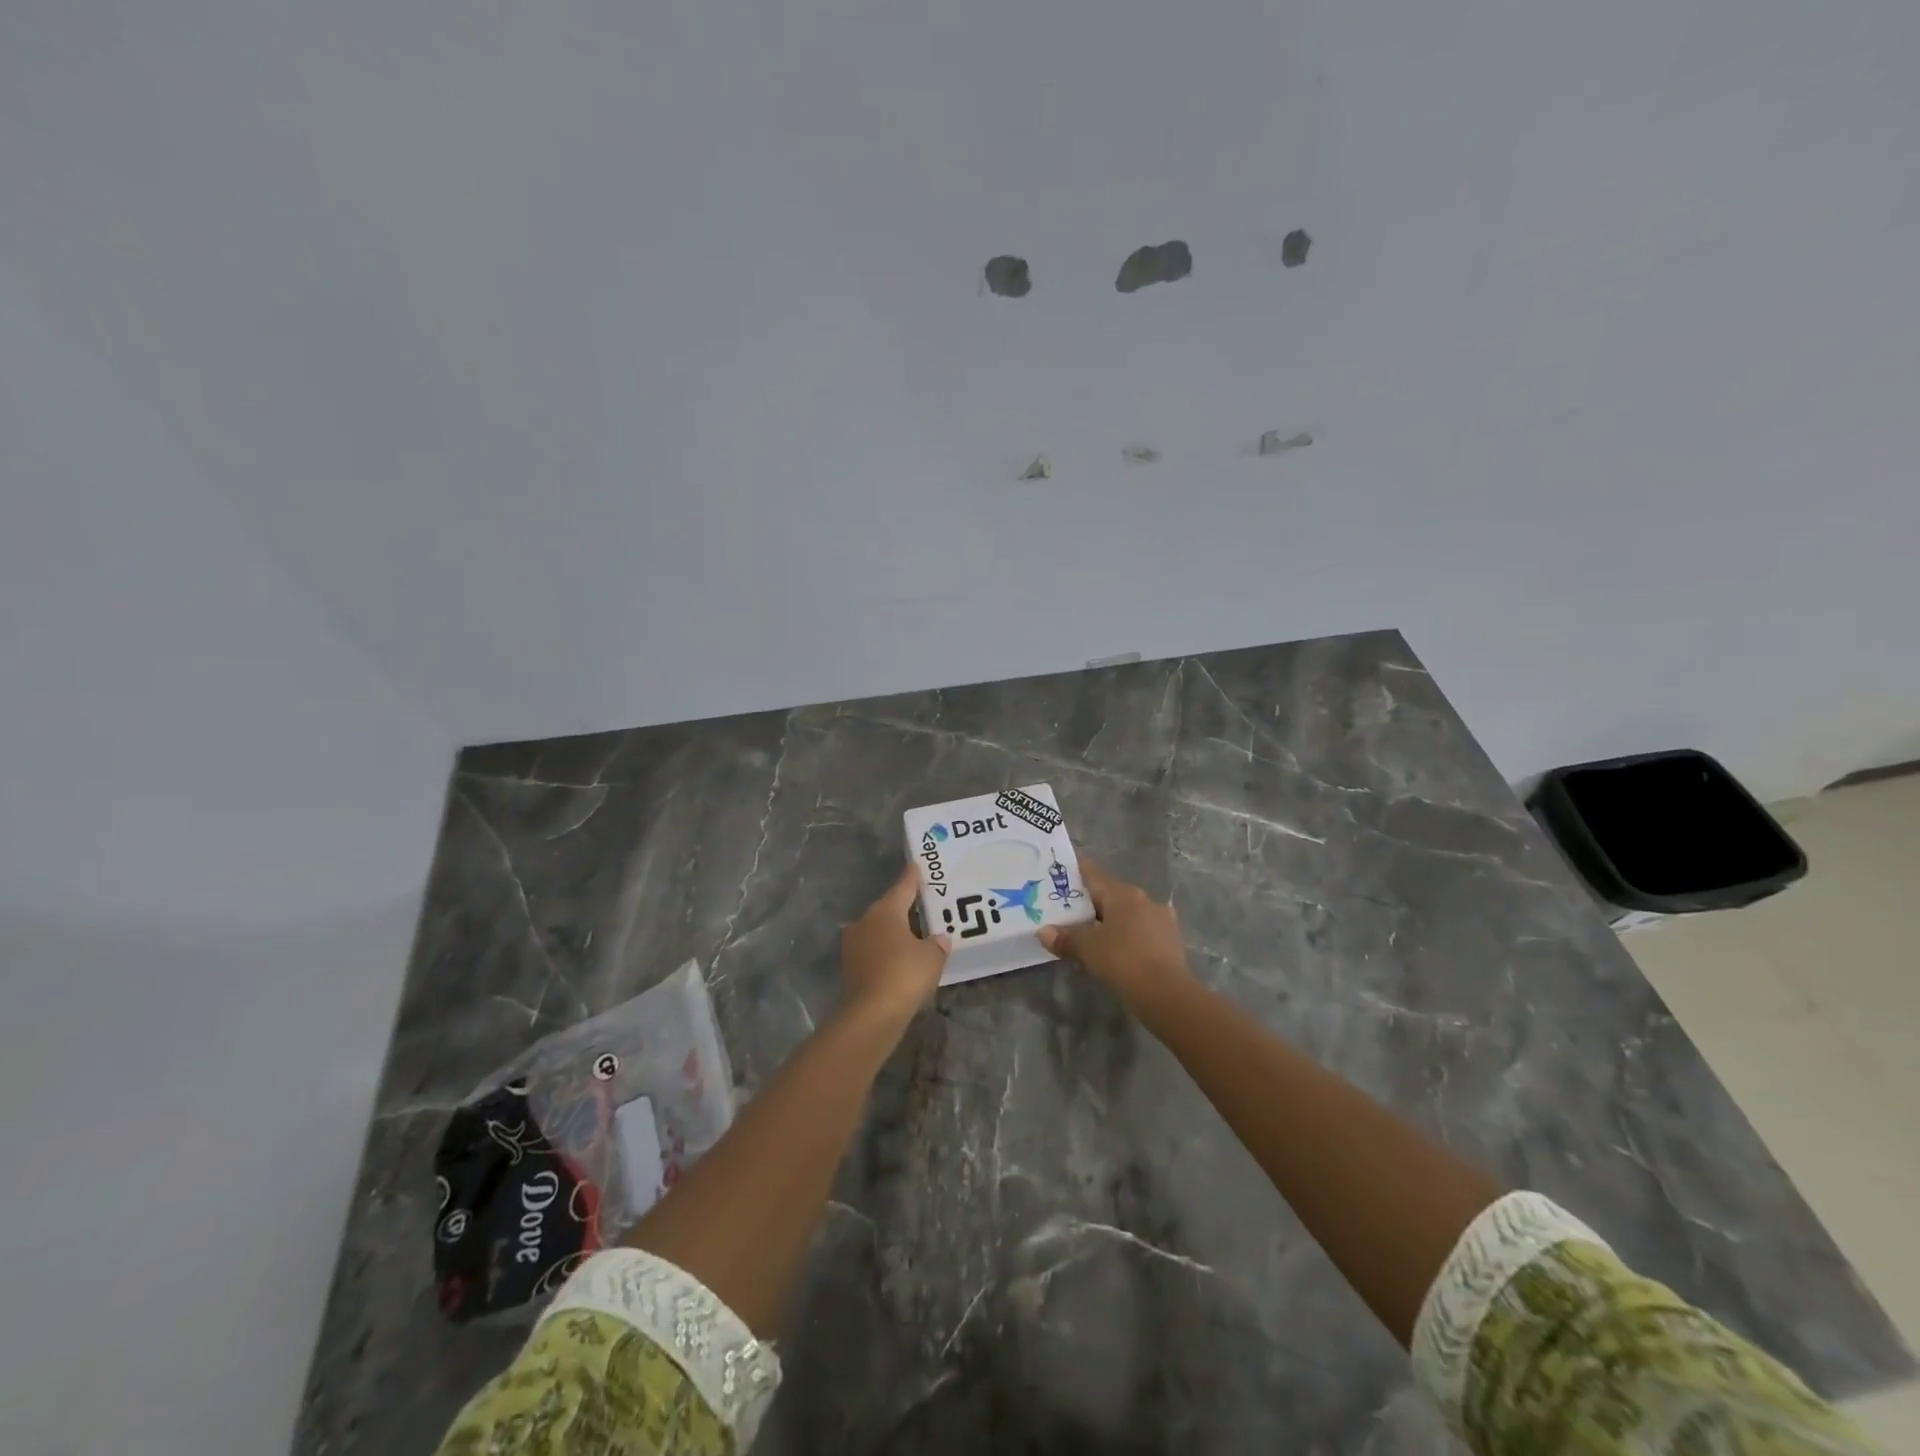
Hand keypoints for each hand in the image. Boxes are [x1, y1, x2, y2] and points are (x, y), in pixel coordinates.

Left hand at [840, 865, 950, 1021]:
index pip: (902, 888)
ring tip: (913, 937)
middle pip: (887, 909)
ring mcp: (853, 945)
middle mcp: (865, 922)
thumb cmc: (905, 974)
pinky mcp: (849, 967)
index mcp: (885, 911)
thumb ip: (937, 944)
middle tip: (921, 907)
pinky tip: (899, 961)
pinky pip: (873, 951)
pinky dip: (885, 953)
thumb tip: (939, 939)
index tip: (915, 866)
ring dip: (893, 933)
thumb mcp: (932, 957)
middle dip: (903, 909)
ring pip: (877, 931)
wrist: (871, 1014)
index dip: (911, 878)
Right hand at [1039, 857, 1191, 1011]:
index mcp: (1122, 893)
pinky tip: (1117, 948)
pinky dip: (1126, 935)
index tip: (1060, 870)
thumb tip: (1043, 932)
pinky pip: (1140, 930)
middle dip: (1089, 901)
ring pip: (1127, 913)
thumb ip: (1065, 938)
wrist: (1167, 995)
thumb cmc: (1123, 961)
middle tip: (1067, 909)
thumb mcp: (1087, 950)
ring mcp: (1160, 919)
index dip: (1075, 870)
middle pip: (1110, 894)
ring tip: (1090, 931)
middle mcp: (1143, 899)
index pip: (1093, 873)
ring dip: (1109, 920)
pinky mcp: (1170, 940)